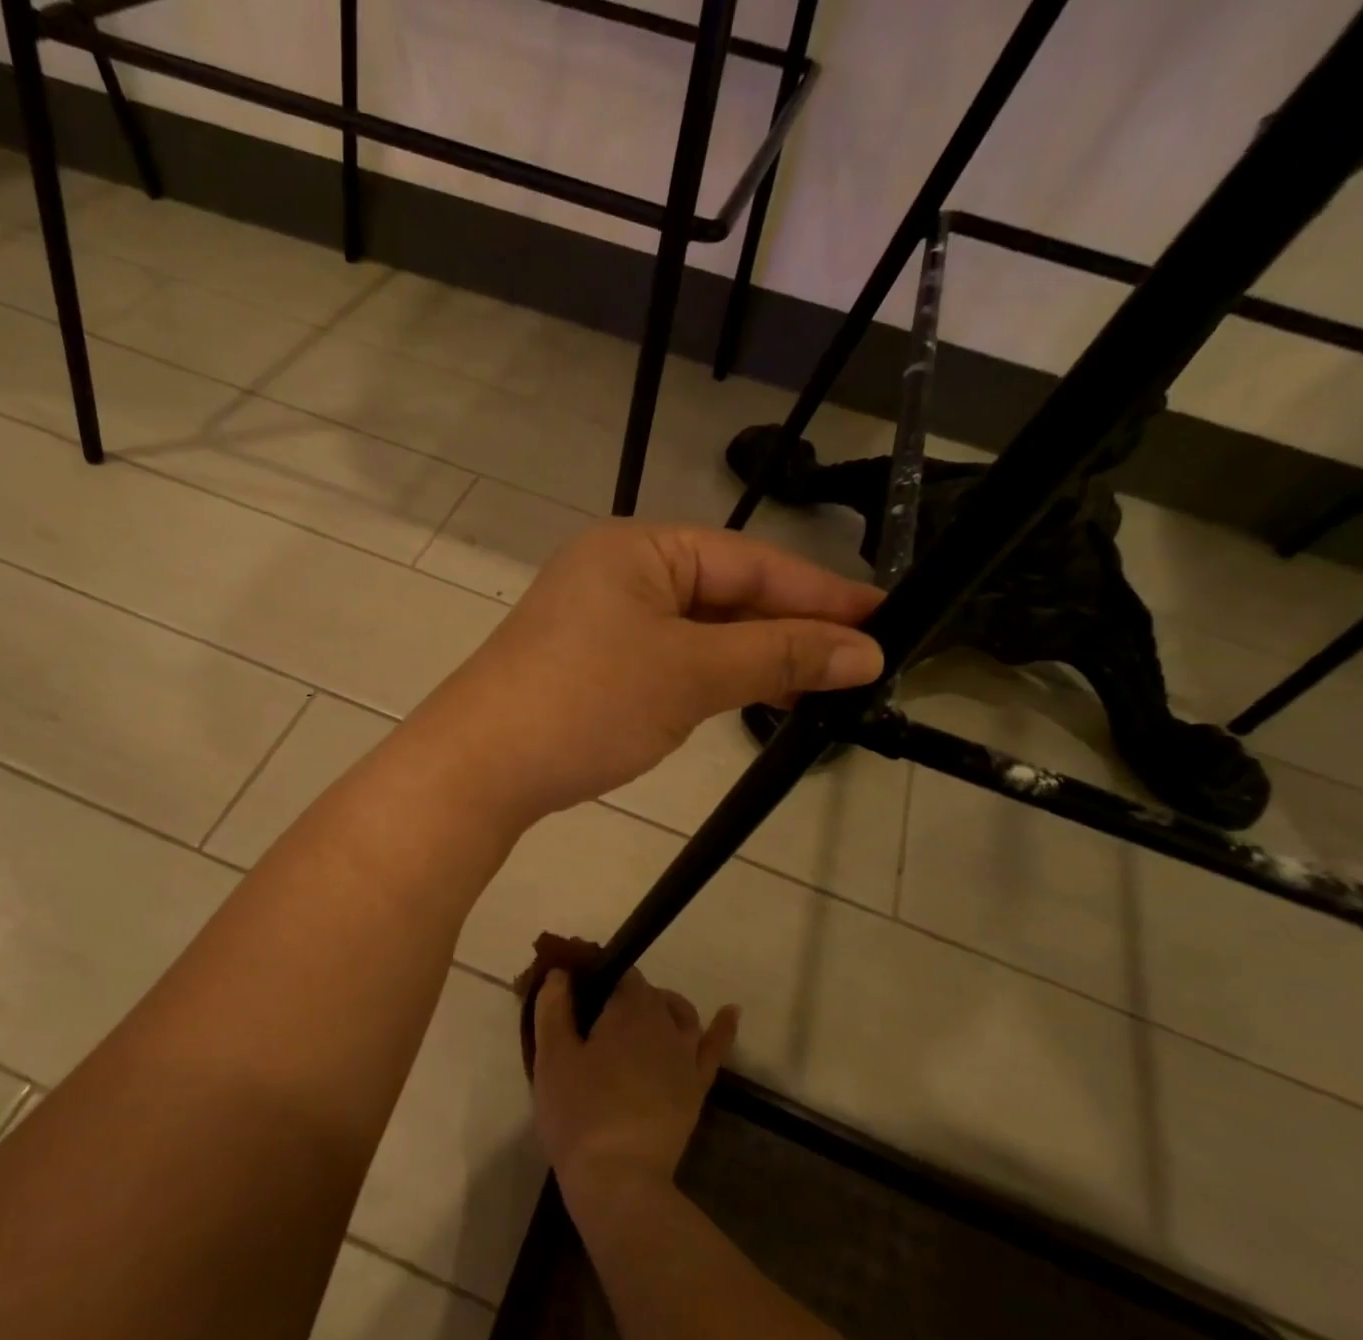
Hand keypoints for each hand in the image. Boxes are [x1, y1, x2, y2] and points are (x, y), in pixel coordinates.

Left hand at [410, 523, 884, 825]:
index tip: (884, 619)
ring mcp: (597, 620)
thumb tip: (866, 652)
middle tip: (856, 662)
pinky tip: (745, 698)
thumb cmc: (587, 703)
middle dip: (786, 628)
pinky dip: (708, 676)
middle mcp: (616, 572)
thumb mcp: (691, 674)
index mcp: (638, 549)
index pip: (749, 560)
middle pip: (722, 592)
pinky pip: (665, 658)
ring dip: (751, 657)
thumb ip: (779, 656)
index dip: (819, 594)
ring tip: (814, 689)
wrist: (478, 768)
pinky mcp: (587, 664)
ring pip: (695, 631)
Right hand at [532, 967, 738, 1213]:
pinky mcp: (697, 1087)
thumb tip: (561, 972)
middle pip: (648, 994)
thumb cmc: (579, 1112)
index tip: (578, 995)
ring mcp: (686, 1056)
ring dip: (662, 1007)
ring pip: (680, 1014)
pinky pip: (715, 1048)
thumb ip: (553, 1007)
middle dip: (624, 996)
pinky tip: (731, 1012)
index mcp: (630, 1009)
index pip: (620, 973)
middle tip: (594, 1019)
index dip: (600, 978)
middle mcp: (665, 1022)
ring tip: (640, 1017)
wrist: (618, 1179)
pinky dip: (723, 1027)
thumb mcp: (552, 1056)